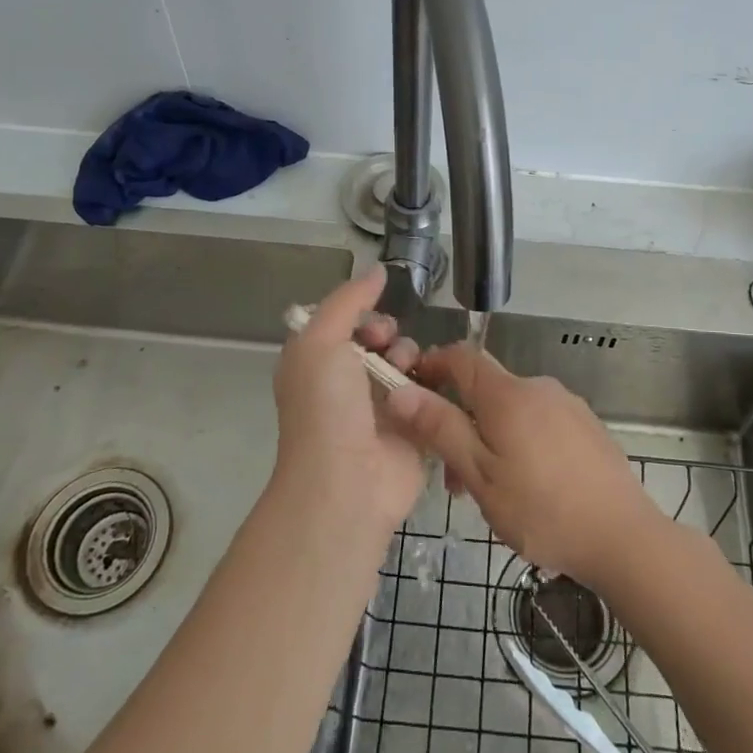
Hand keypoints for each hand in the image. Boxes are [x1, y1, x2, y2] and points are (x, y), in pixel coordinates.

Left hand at [271, 268, 426, 534]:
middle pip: (381, 339)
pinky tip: (433, 388)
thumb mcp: (320, 341)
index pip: (348, 323)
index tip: (373, 325)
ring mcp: (381, 409)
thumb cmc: (326, 408)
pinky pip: (429, 392)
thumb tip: (377, 269)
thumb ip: (347, 300)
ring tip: (409, 373)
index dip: (364, 315)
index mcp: (319, 365)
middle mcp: (348, 385)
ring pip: (408, 363)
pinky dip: (433, 385)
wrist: (347, 482)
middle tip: (389, 348)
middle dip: (390, 335)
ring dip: (411, 359)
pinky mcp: (413, 428)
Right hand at [384, 343, 665, 586]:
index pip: (461, 356)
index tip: (411, 390)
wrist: (624, 537)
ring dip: (490, 438)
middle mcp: (539, 387)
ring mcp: (568, 405)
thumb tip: (400, 390)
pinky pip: (540, 422)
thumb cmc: (542, 509)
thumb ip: (441, 429)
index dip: (432, 365)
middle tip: (453, 478)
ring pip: (513, 410)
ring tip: (490, 493)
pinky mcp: (587, 426)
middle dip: (461, 421)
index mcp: (508, 394)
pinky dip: (520, 442)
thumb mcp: (480, 475)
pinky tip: (528, 487)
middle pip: (486, 390)